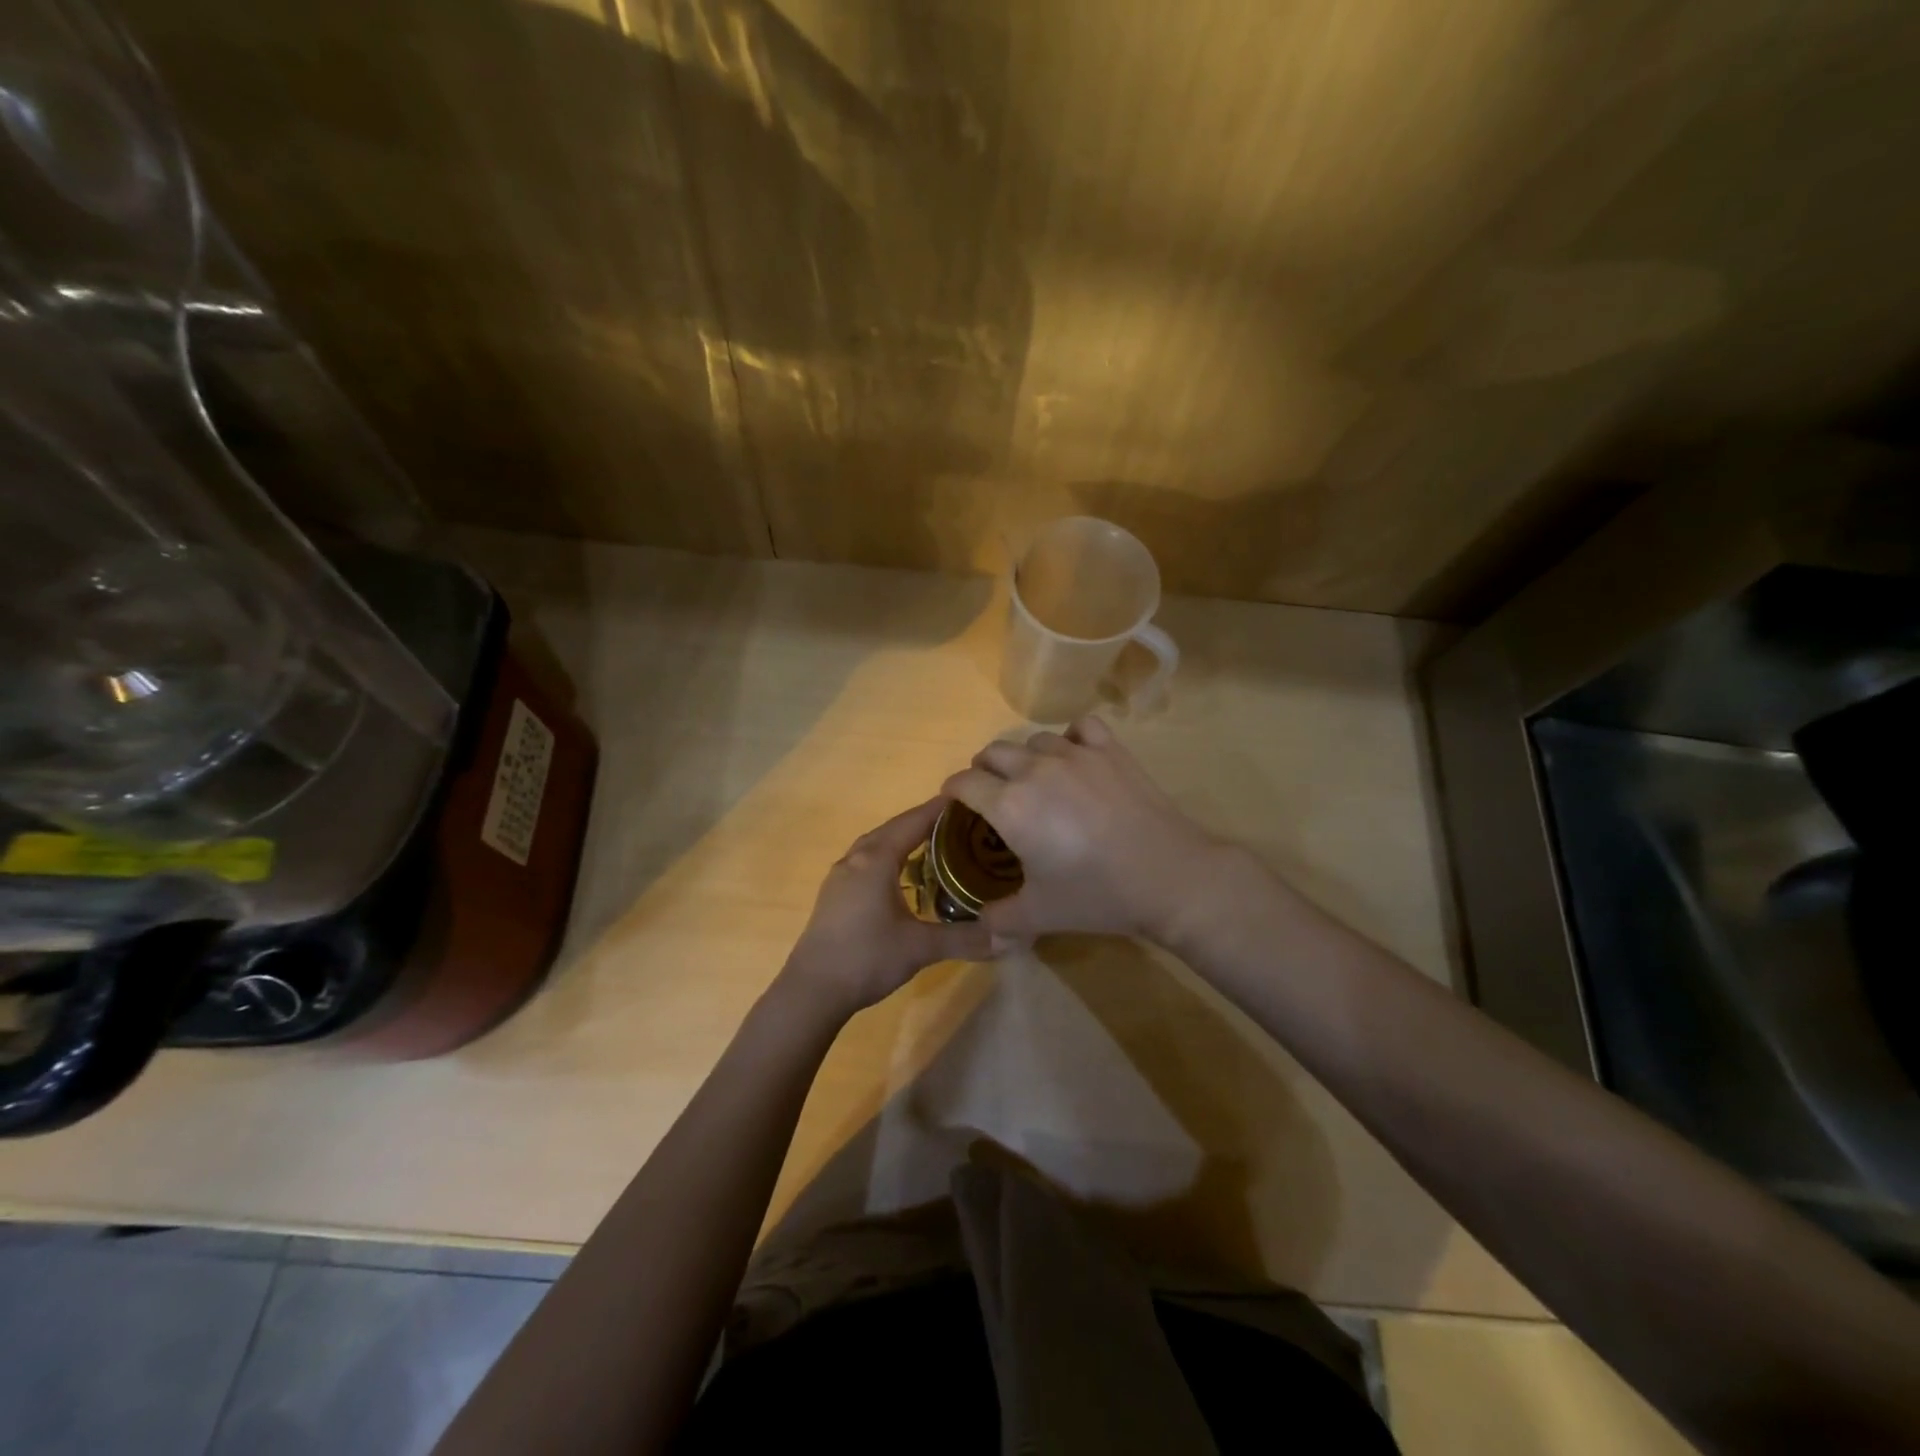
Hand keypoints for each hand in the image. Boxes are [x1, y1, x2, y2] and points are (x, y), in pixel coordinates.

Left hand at [782, 796, 991, 1016]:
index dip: (941, 808)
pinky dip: (890, 857)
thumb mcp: (920, 948)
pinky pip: (868, 861)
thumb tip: (1008, 937)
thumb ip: (964, 938)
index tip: (969, 798)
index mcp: (876, 859)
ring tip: (936, 844)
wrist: (812, 990)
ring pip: (877, 844)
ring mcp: (841, 876)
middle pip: (895, 827)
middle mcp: (856, 858)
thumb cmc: (866, 958)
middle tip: (961, 823)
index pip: (914, 821)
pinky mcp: (835, 894)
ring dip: (905, 839)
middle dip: (926, 821)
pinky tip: (903, 875)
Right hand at [940, 715, 1239, 946]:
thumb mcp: (1039, 915)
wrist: (1168, 877)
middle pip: (993, 752)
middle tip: (991, 794)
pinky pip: (1081, 727)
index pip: (964, 782)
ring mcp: (1076, 754)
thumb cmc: (1097, 895)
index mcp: (1010, 805)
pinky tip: (1076, 757)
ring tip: (1034, 778)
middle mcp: (1035, 770)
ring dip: (1024, 756)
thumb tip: (980, 924)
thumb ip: (999, 920)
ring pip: (1033, 739)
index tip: (954, 801)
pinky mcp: (1111, 750)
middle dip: (983, 770)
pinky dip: (1071, 738)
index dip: (952, 790)